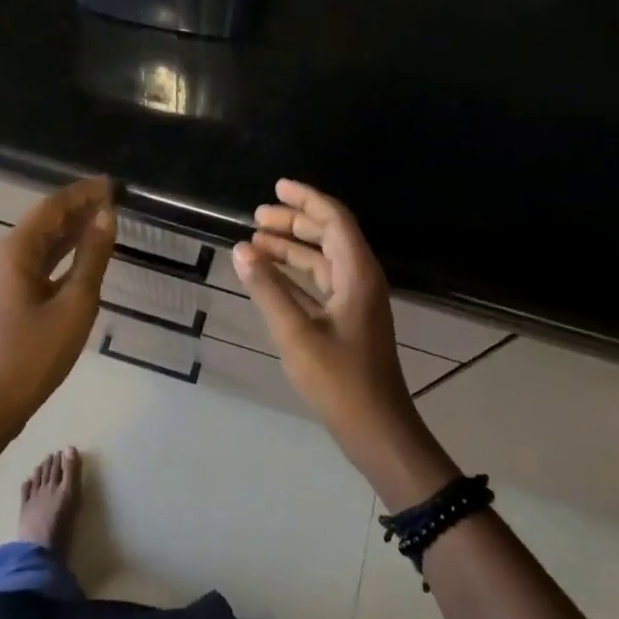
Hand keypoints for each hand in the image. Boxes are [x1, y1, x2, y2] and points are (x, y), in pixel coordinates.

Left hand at [0, 177, 115, 436]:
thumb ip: (92, 258)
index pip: (53, 207)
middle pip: (46, 220)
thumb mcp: (74, 304)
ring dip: (72, 229)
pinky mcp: (9, 296)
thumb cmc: (34, 354)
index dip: (82, 193)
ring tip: (104, 218)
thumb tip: (106, 217)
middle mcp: (7, 256)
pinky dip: (63, 252)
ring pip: (43, 242)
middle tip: (113, 198)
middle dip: (78, 207)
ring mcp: (5, 277)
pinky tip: (83, 254)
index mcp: (17, 250)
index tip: (111, 183)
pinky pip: (40, 262)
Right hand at [234, 180, 446, 500]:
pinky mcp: (348, 321)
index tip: (277, 187)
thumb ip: (268, 289)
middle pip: (328, 235)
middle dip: (293, 222)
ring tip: (254, 242)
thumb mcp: (297, 333)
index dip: (307, 199)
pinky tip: (269, 276)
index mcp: (357, 274)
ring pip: (322, 260)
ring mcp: (356, 301)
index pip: (334, 219)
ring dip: (291, 248)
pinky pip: (320, 283)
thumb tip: (241, 249)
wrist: (377, 430)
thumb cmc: (340, 380)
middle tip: (256, 216)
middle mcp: (360, 279)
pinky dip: (295, 274)